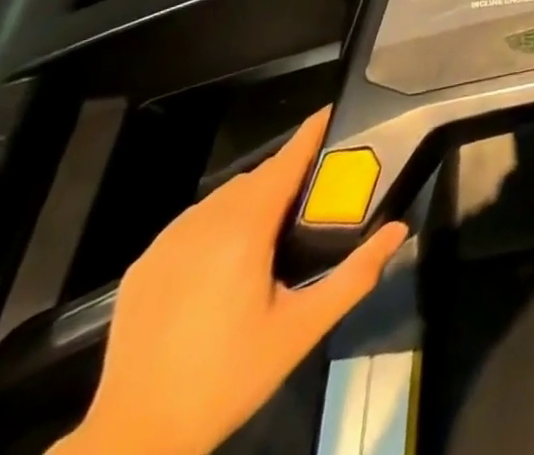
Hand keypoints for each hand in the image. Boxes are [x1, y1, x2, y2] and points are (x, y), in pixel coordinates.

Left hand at [53, 108, 407, 454]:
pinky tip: (227, 257)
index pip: (286, 160)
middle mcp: (204, 222)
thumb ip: (354, 275)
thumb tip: (398, 230)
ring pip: (223, 197)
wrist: (135, 440)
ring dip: (253, 197)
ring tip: (276, 226)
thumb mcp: (301, 330)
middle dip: (288, 172)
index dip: (311, 133)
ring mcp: (167, 241)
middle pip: (257, 177)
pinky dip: (218, 221)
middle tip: (316, 189)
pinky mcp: (143, 265)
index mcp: (244, 229)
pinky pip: (192, 222)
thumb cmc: (227, 378)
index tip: (333, 112)